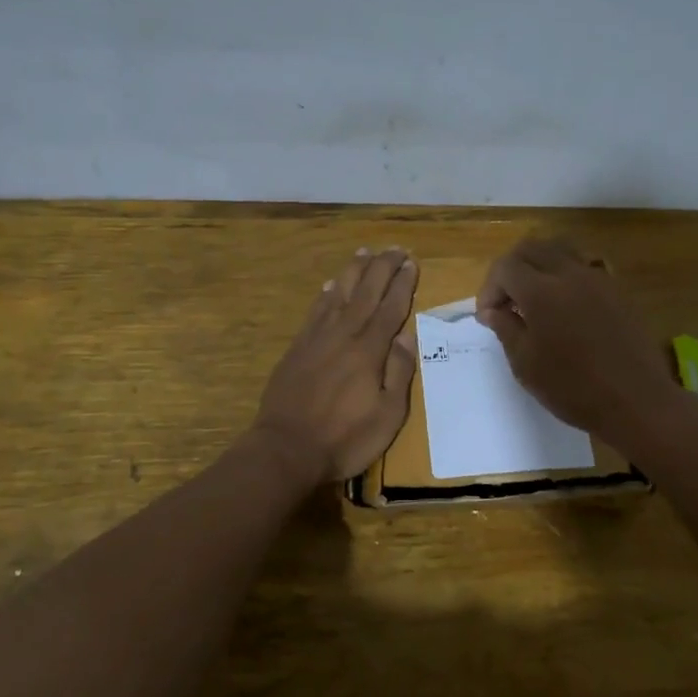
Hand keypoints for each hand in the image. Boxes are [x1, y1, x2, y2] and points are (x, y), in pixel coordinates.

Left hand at [252, 248, 418, 482]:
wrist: (286, 448)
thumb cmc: (345, 438)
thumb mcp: (388, 415)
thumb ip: (398, 371)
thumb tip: (407, 334)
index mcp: (369, 349)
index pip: (391, 307)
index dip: (403, 283)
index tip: (412, 262)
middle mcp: (344, 334)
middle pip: (366, 291)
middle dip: (383, 267)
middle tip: (396, 248)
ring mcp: (317, 338)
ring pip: (339, 293)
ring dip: (354, 271)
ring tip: (365, 252)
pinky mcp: (298, 347)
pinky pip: (315, 310)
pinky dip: (326, 293)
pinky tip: (330, 285)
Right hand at [476, 237, 681, 444]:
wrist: (637, 401)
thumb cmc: (573, 388)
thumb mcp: (525, 364)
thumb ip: (505, 328)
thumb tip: (493, 310)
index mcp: (541, 291)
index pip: (505, 267)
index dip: (489, 288)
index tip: (488, 317)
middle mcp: (569, 273)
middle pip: (531, 248)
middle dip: (511, 270)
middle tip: (506, 302)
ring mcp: (598, 279)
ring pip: (560, 250)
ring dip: (539, 266)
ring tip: (534, 298)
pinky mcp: (617, 290)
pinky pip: (584, 266)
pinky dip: (565, 275)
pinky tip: (566, 307)